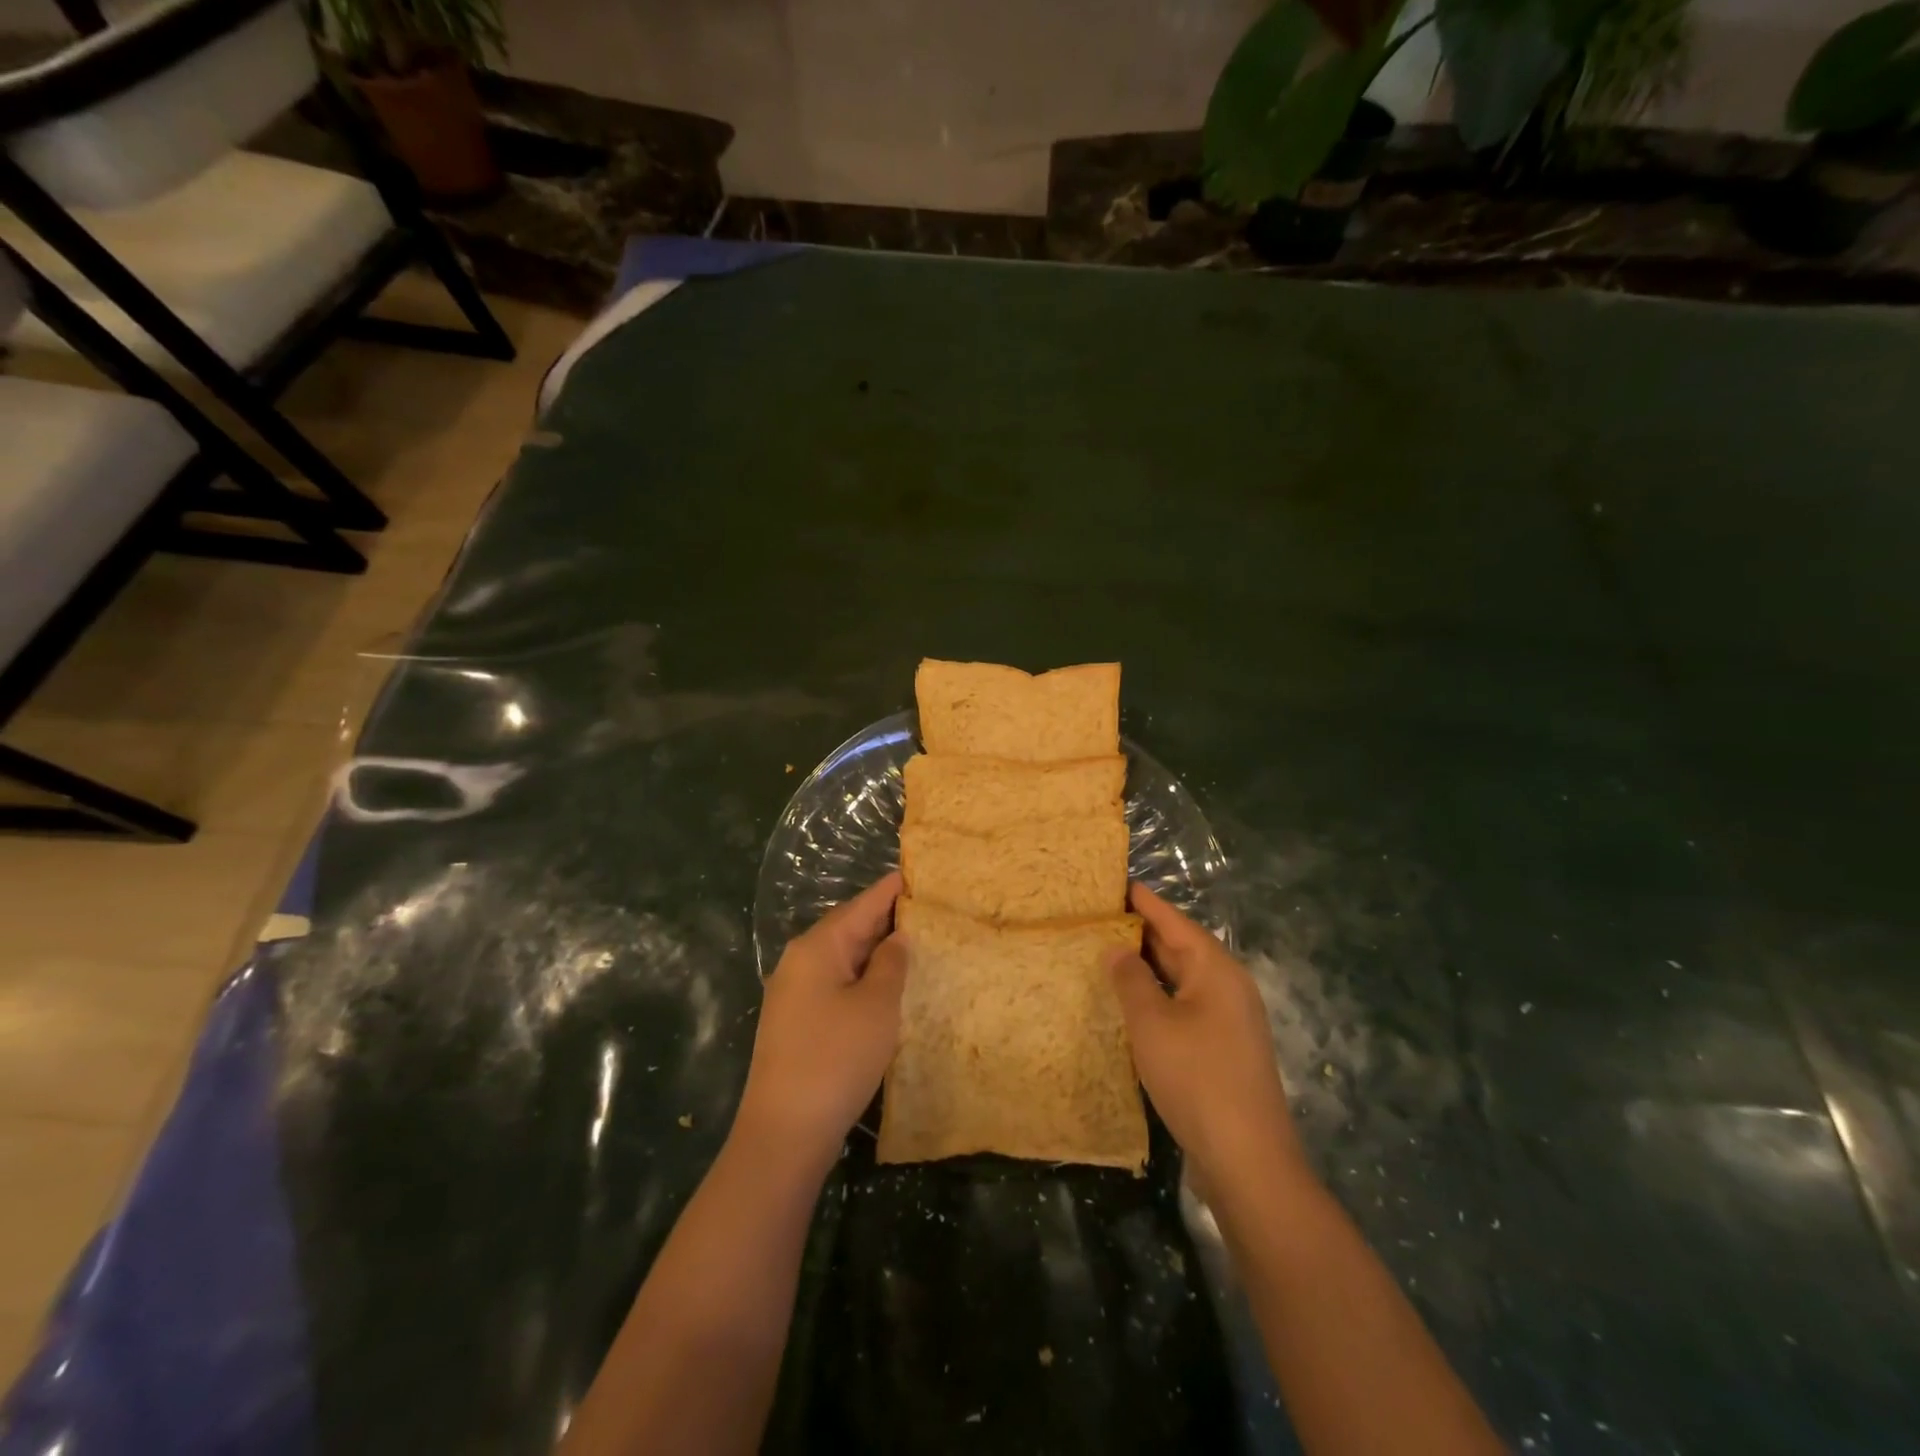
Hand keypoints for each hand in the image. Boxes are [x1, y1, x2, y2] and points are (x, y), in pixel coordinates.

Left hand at [735, 871, 906, 1175]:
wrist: (785, 1132)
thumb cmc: (836, 1057)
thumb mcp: (877, 1005)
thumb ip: (891, 963)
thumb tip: (896, 937)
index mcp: (817, 947)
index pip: (861, 905)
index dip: (891, 890)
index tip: (918, 873)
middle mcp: (800, 961)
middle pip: (849, 929)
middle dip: (886, 919)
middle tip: (926, 909)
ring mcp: (794, 993)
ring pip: (843, 959)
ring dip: (875, 952)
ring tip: (915, 943)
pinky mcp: (796, 1022)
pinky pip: (836, 984)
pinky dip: (862, 979)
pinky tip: (886, 987)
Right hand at [1108, 885, 1310, 1200]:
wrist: (1247, 1159)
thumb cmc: (1196, 1077)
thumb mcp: (1151, 1023)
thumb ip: (1130, 979)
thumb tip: (1117, 948)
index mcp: (1216, 970)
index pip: (1174, 922)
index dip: (1144, 902)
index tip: (1116, 882)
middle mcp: (1227, 987)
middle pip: (1180, 948)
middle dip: (1142, 933)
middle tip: (1099, 917)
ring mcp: (1229, 1021)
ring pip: (1182, 980)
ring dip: (1147, 968)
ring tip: (1106, 953)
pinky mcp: (1223, 1050)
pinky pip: (1185, 1007)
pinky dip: (1157, 998)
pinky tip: (1131, 1005)